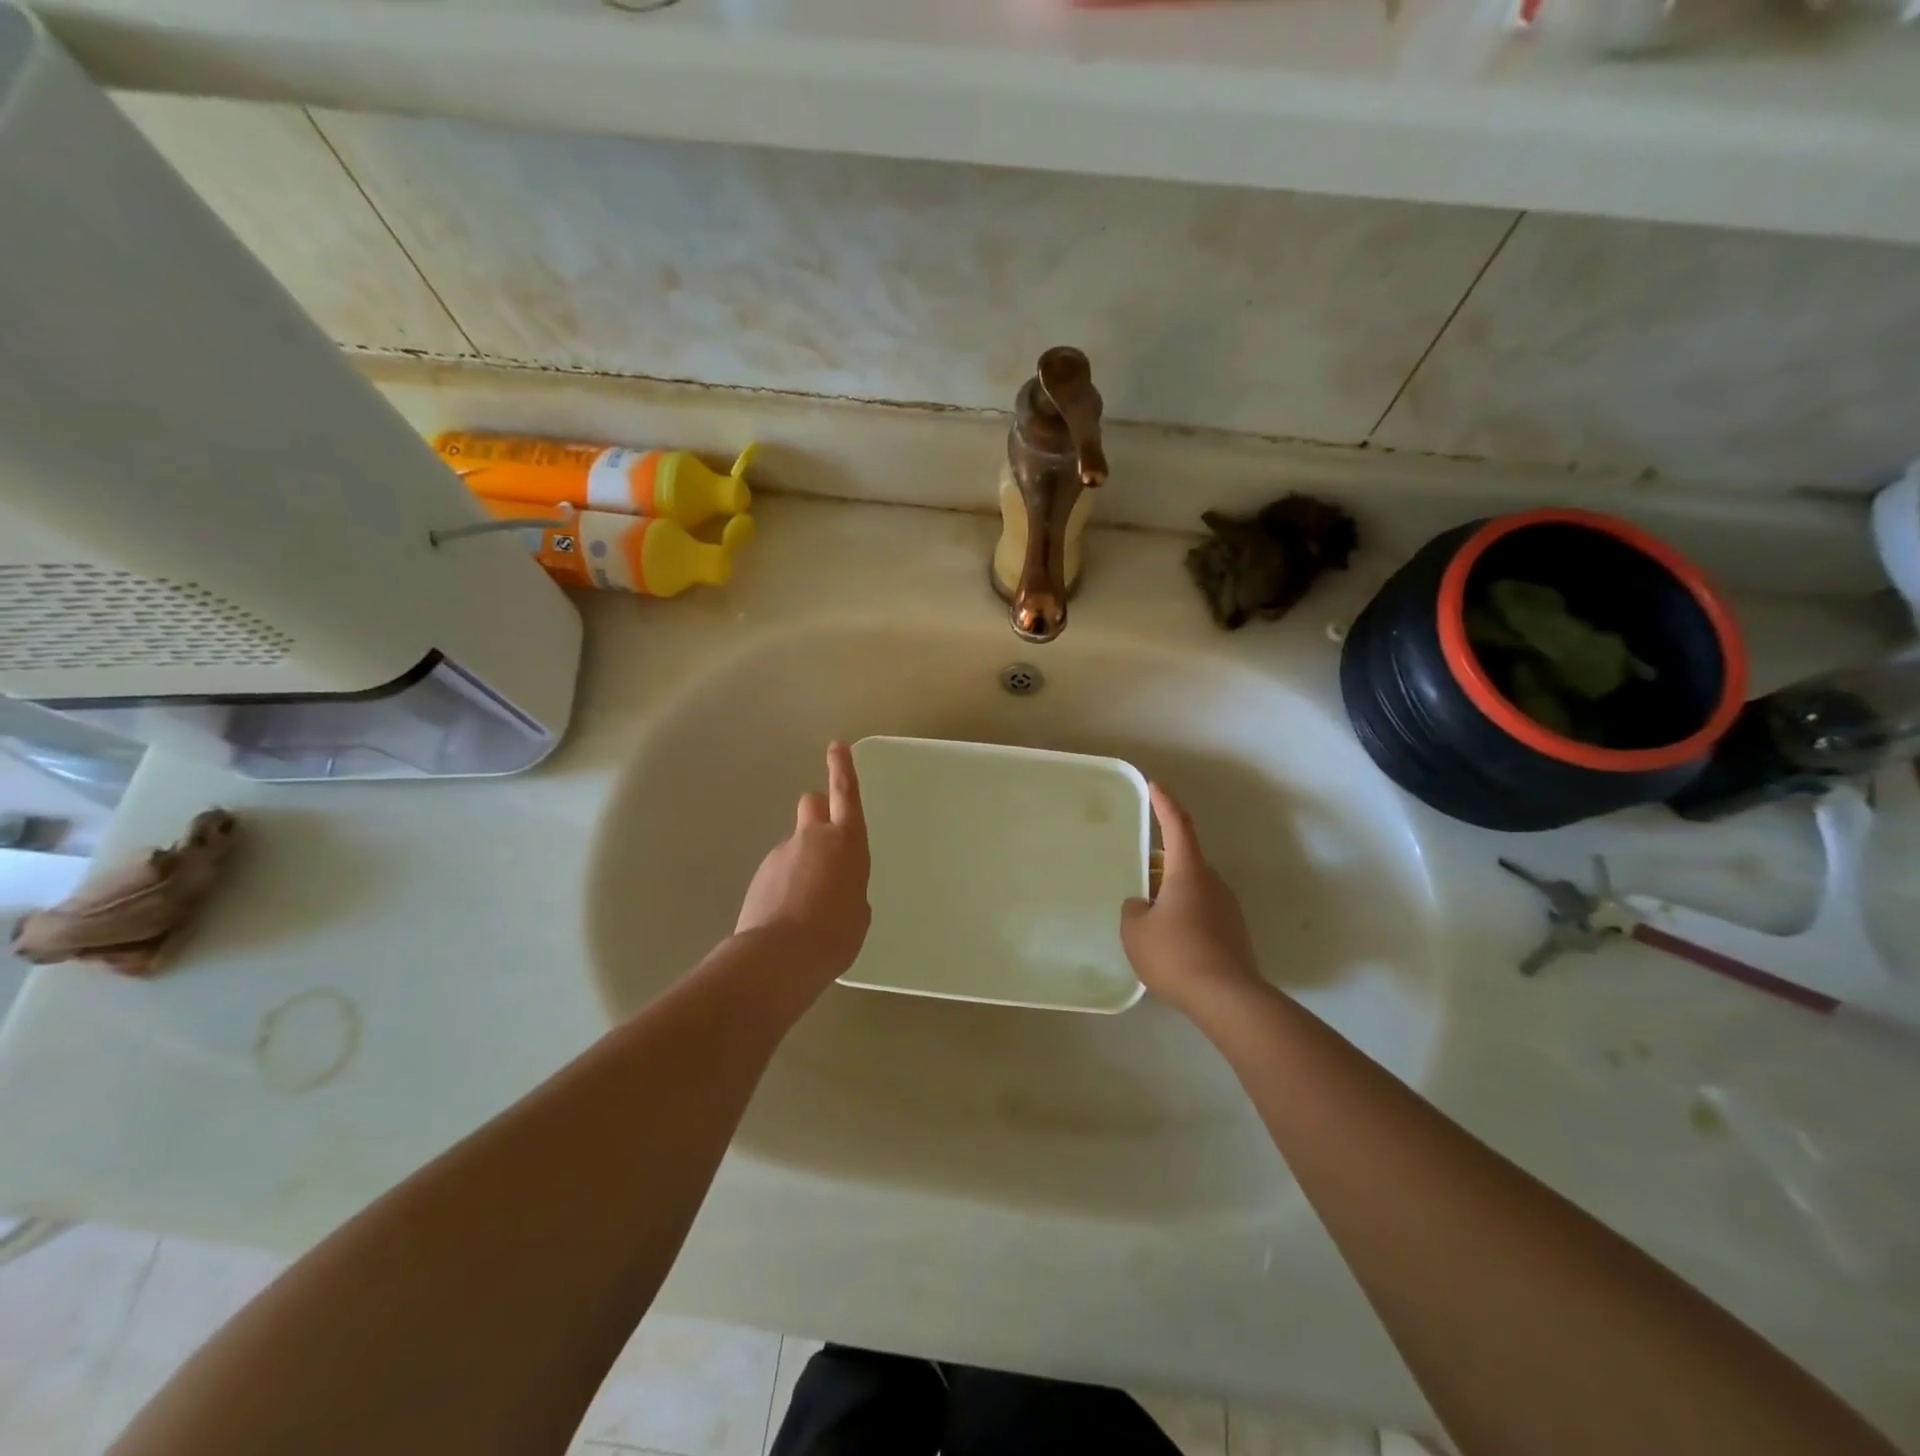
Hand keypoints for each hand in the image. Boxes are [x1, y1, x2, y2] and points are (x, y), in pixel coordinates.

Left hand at [734, 742, 871, 984]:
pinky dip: (785, 885)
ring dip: (802, 861)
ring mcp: (781, 854)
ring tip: (808, 905)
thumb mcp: (858, 911)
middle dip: (819, 812)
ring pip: (795, 845)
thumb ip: (850, 887)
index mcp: (846, 842)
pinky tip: (788, 917)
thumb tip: (836, 887)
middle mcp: (812, 839)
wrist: (780, 957)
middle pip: (813, 805)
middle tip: (826, 838)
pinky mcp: (760, 875)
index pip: (845, 795)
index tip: (837, 747)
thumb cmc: (836, 933)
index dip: (843, 769)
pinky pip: (779, 871)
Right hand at [1121, 785, 1262, 1013]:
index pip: (1177, 825)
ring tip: (1148, 920)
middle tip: (1137, 878)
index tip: (1154, 785)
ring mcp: (1228, 908)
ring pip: (1193, 890)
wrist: (1228, 999)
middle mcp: (1213, 882)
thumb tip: (1143, 906)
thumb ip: (1133, 910)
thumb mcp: (1135, 931)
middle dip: (1159, 866)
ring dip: (1171, 896)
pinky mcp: (1235, 933)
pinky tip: (1168, 944)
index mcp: (1189, 871)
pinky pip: (1202, 914)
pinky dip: (1184, 918)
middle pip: (1183, 861)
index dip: (1164, 803)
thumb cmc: (1176, 954)